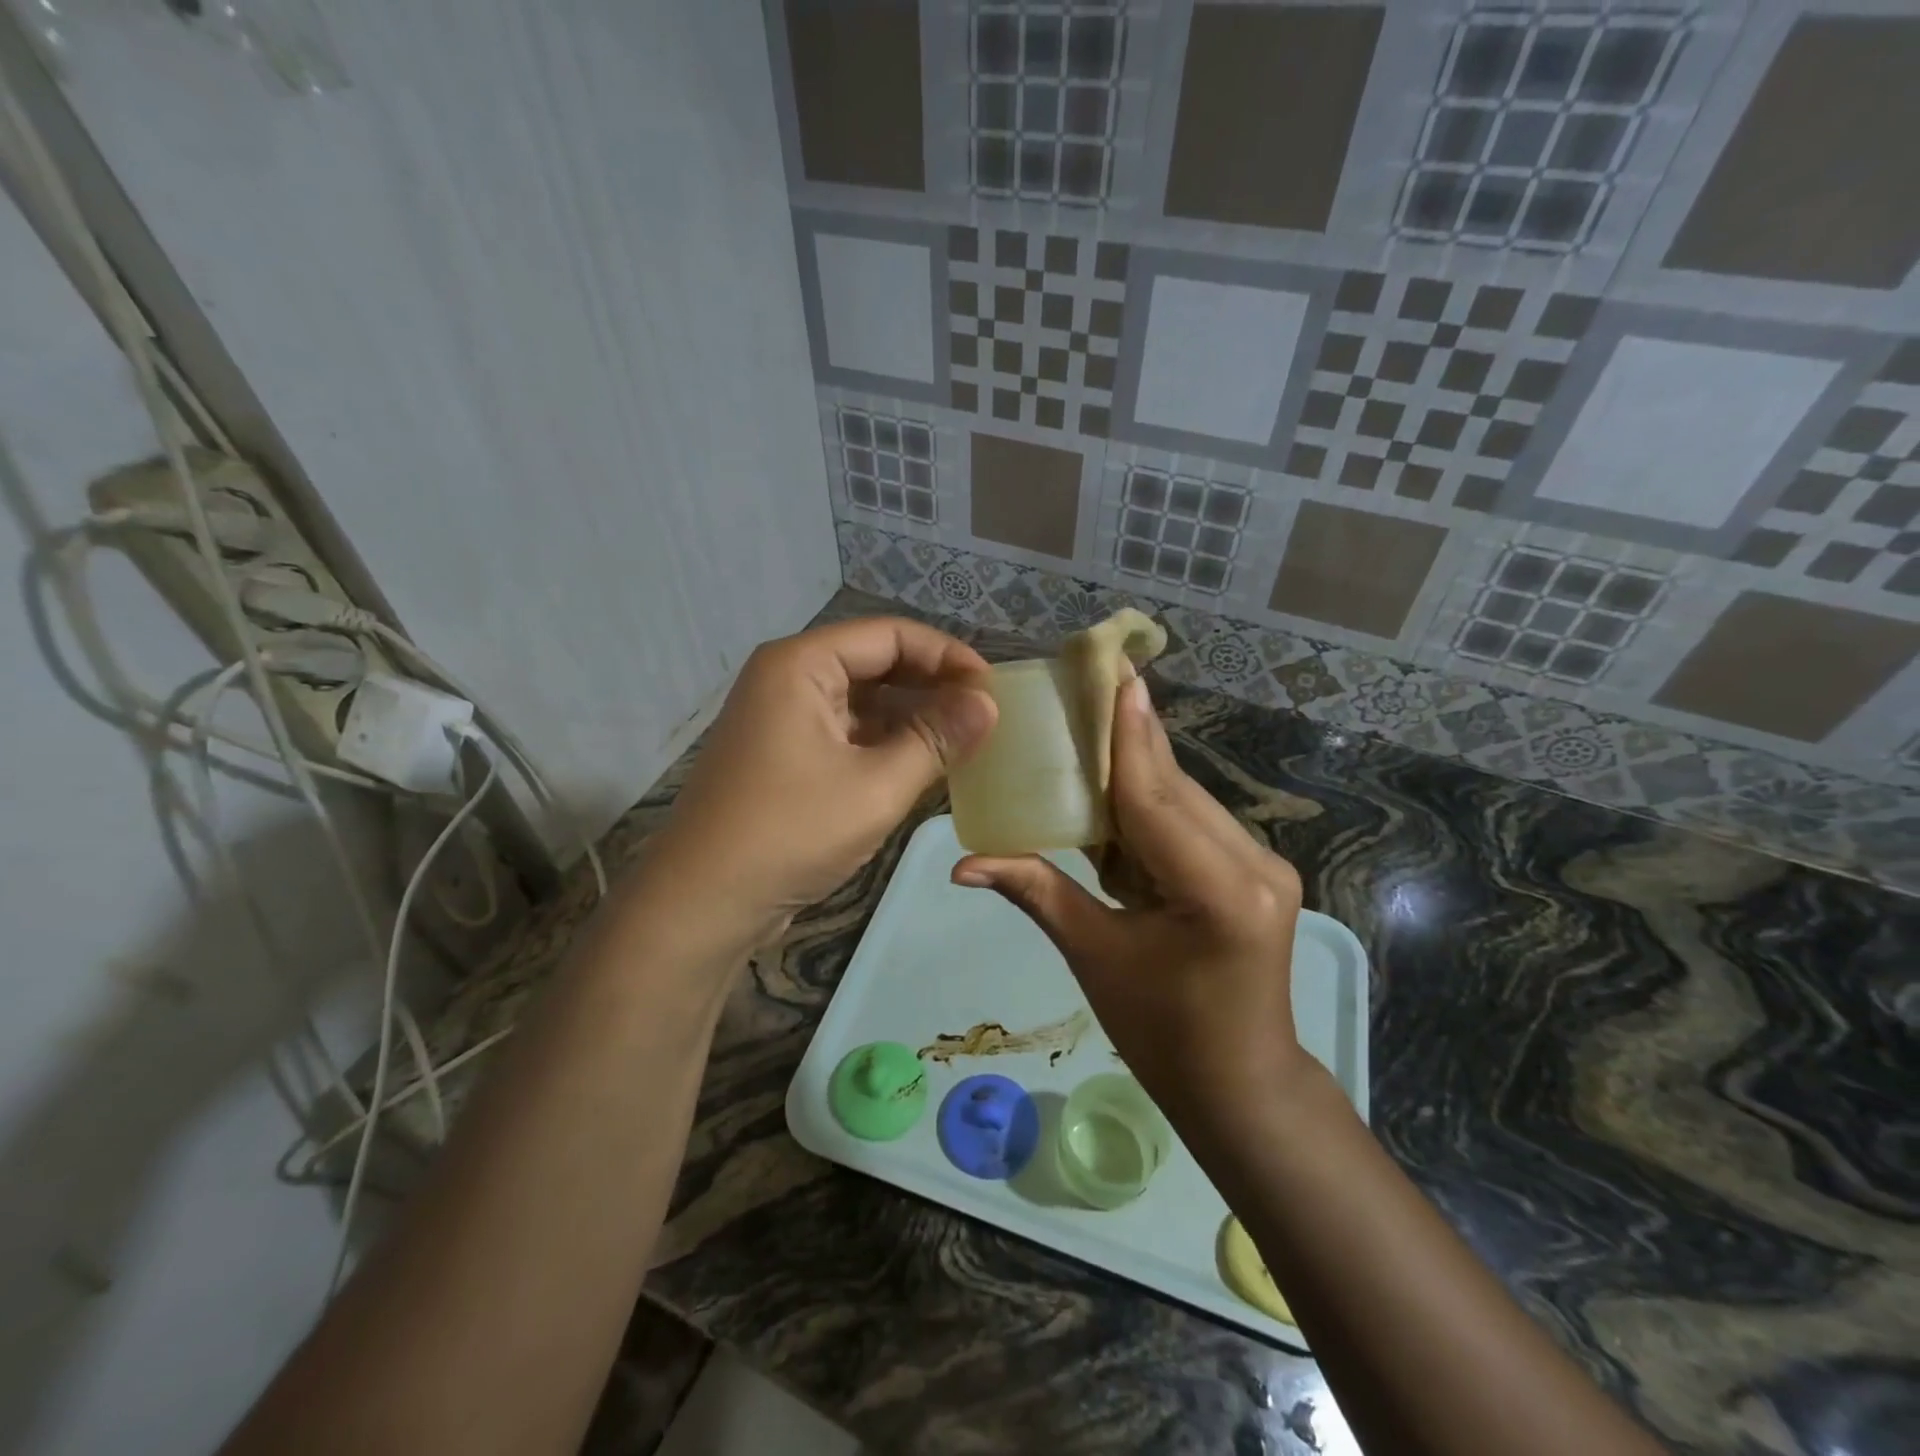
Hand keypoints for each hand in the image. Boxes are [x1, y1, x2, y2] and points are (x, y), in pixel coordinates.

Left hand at [645, 617, 996, 944]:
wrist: (702, 904)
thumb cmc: (790, 833)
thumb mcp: (876, 786)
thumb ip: (936, 739)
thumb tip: (989, 704)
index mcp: (801, 664)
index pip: (890, 636)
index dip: (947, 655)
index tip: (993, 689)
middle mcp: (788, 678)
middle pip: (875, 663)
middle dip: (932, 686)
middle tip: (984, 716)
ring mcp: (782, 718)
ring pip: (863, 701)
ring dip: (912, 718)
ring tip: (965, 742)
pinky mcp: (784, 755)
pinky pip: (846, 733)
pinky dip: (885, 744)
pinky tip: (924, 765)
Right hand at [951, 677, 1308, 1123]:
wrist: (1240, 1085)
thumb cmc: (1161, 1034)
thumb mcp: (1094, 957)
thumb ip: (1035, 891)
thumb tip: (962, 863)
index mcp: (1217, 891)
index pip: (1156, 797)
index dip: (1127, 734)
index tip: (1114, 674)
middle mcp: (1253, 865)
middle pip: (1173, 789)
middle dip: (1126, 742)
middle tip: (1089, 686)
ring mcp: (1264, 865)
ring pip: (1185, 801)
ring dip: (1136, 774)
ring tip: (1090, 732)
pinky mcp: (1258, 870)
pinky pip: (1193, 823)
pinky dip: (1151, 807)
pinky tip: (1115, 793)